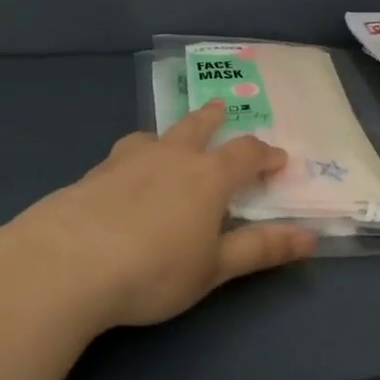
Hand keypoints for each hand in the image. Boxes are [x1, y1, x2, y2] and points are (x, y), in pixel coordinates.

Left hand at [7, 101, 317, 329]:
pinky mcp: (93, 174)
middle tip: (222, 110)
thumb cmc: (155, 269)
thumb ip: (261, 249)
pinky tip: (123, 178)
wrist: (68, 263)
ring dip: (170, 134)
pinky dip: (134, 158)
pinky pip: (122, 155)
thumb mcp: (214, 267)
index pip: (246, 153)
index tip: (278, 159)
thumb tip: (311, 237)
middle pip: (198, 126)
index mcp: (208, 175)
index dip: (265, 155)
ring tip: (169, 140)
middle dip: (214, 119)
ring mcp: (128, 159)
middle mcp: (171, 155)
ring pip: (155, 134)